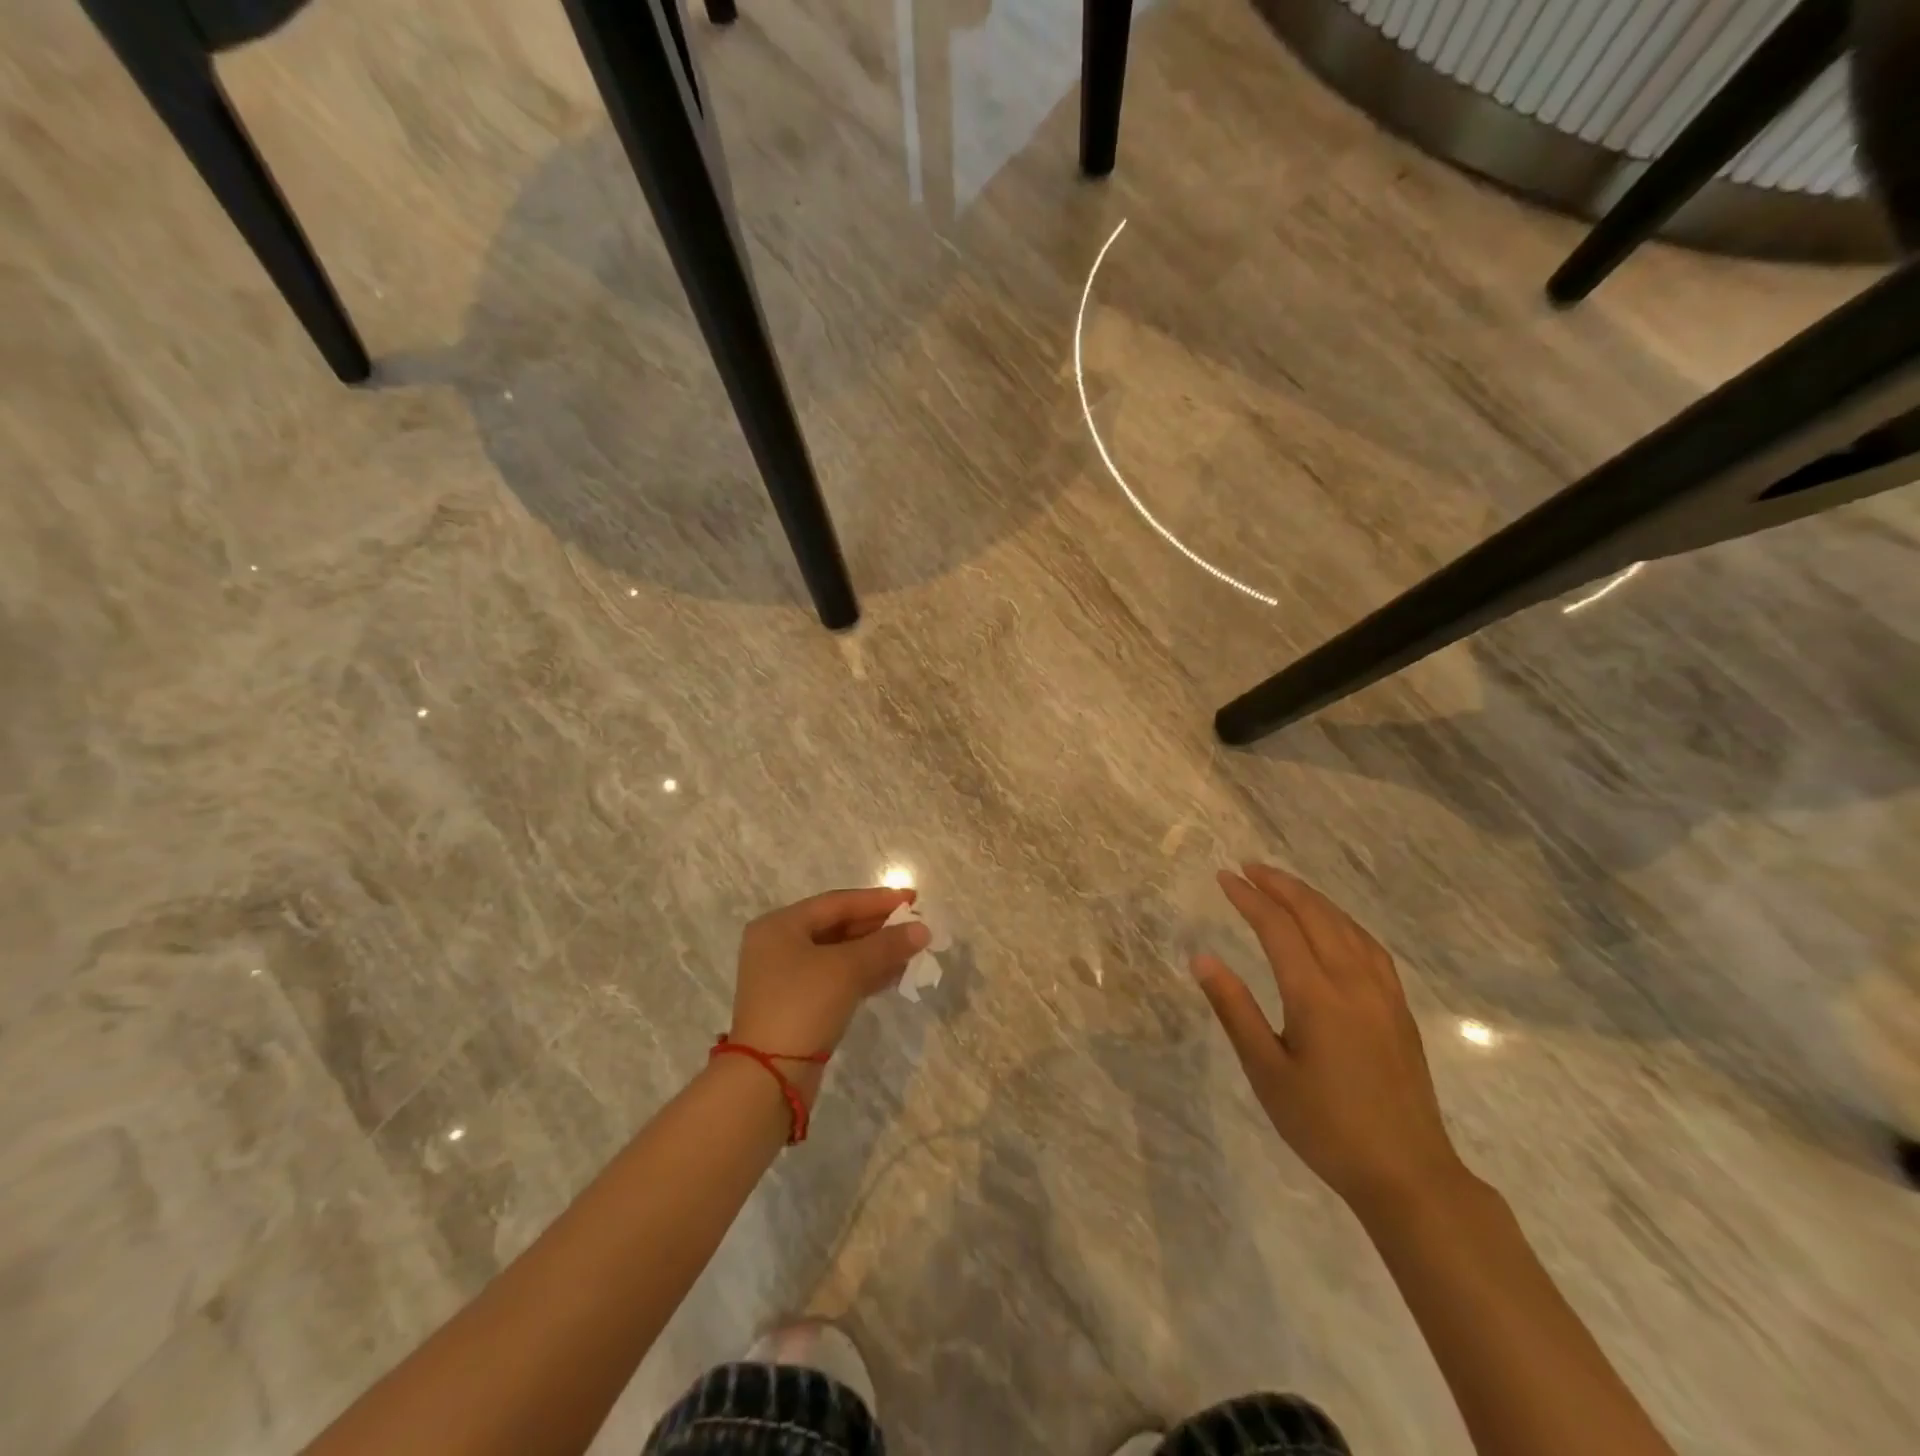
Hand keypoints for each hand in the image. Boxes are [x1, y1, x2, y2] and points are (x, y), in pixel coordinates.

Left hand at [728, 887, 928, 1094]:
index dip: (877, 900)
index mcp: (780, 925)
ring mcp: (786, 978)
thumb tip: (923, 929)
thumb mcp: (847, 968)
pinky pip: (837, 978)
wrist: (769, 1077)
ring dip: (875, 952)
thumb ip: (886, 945)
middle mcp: (779, 945)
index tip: (913, 898)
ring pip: (839, 954)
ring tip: (912, 949)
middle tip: (916, 924)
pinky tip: (894, 974)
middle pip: (837, 926)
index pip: (836, 902)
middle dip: (878, 927)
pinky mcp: (798, 1005)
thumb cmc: (803, 1005)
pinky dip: (864, 973)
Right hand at [1194, 863, 1466, 1212]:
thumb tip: (1202, 959)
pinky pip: (1369, 945)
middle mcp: (1353, 982)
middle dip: (1280, 885)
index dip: (1249, 898)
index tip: (1223, 877)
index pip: (1278, 928)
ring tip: (1282, 884)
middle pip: (1315, 914)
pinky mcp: (1399, 1008)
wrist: (1408, 1174)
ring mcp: (1383, 993)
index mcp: (1316, 995)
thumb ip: (1235, 1009)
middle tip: (1248, 866)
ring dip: (1311, 897)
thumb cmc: (1325, 1125)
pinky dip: (1342, 920)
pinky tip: (1333, 924)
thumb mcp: (1267, 1072)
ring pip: (1346, 925)